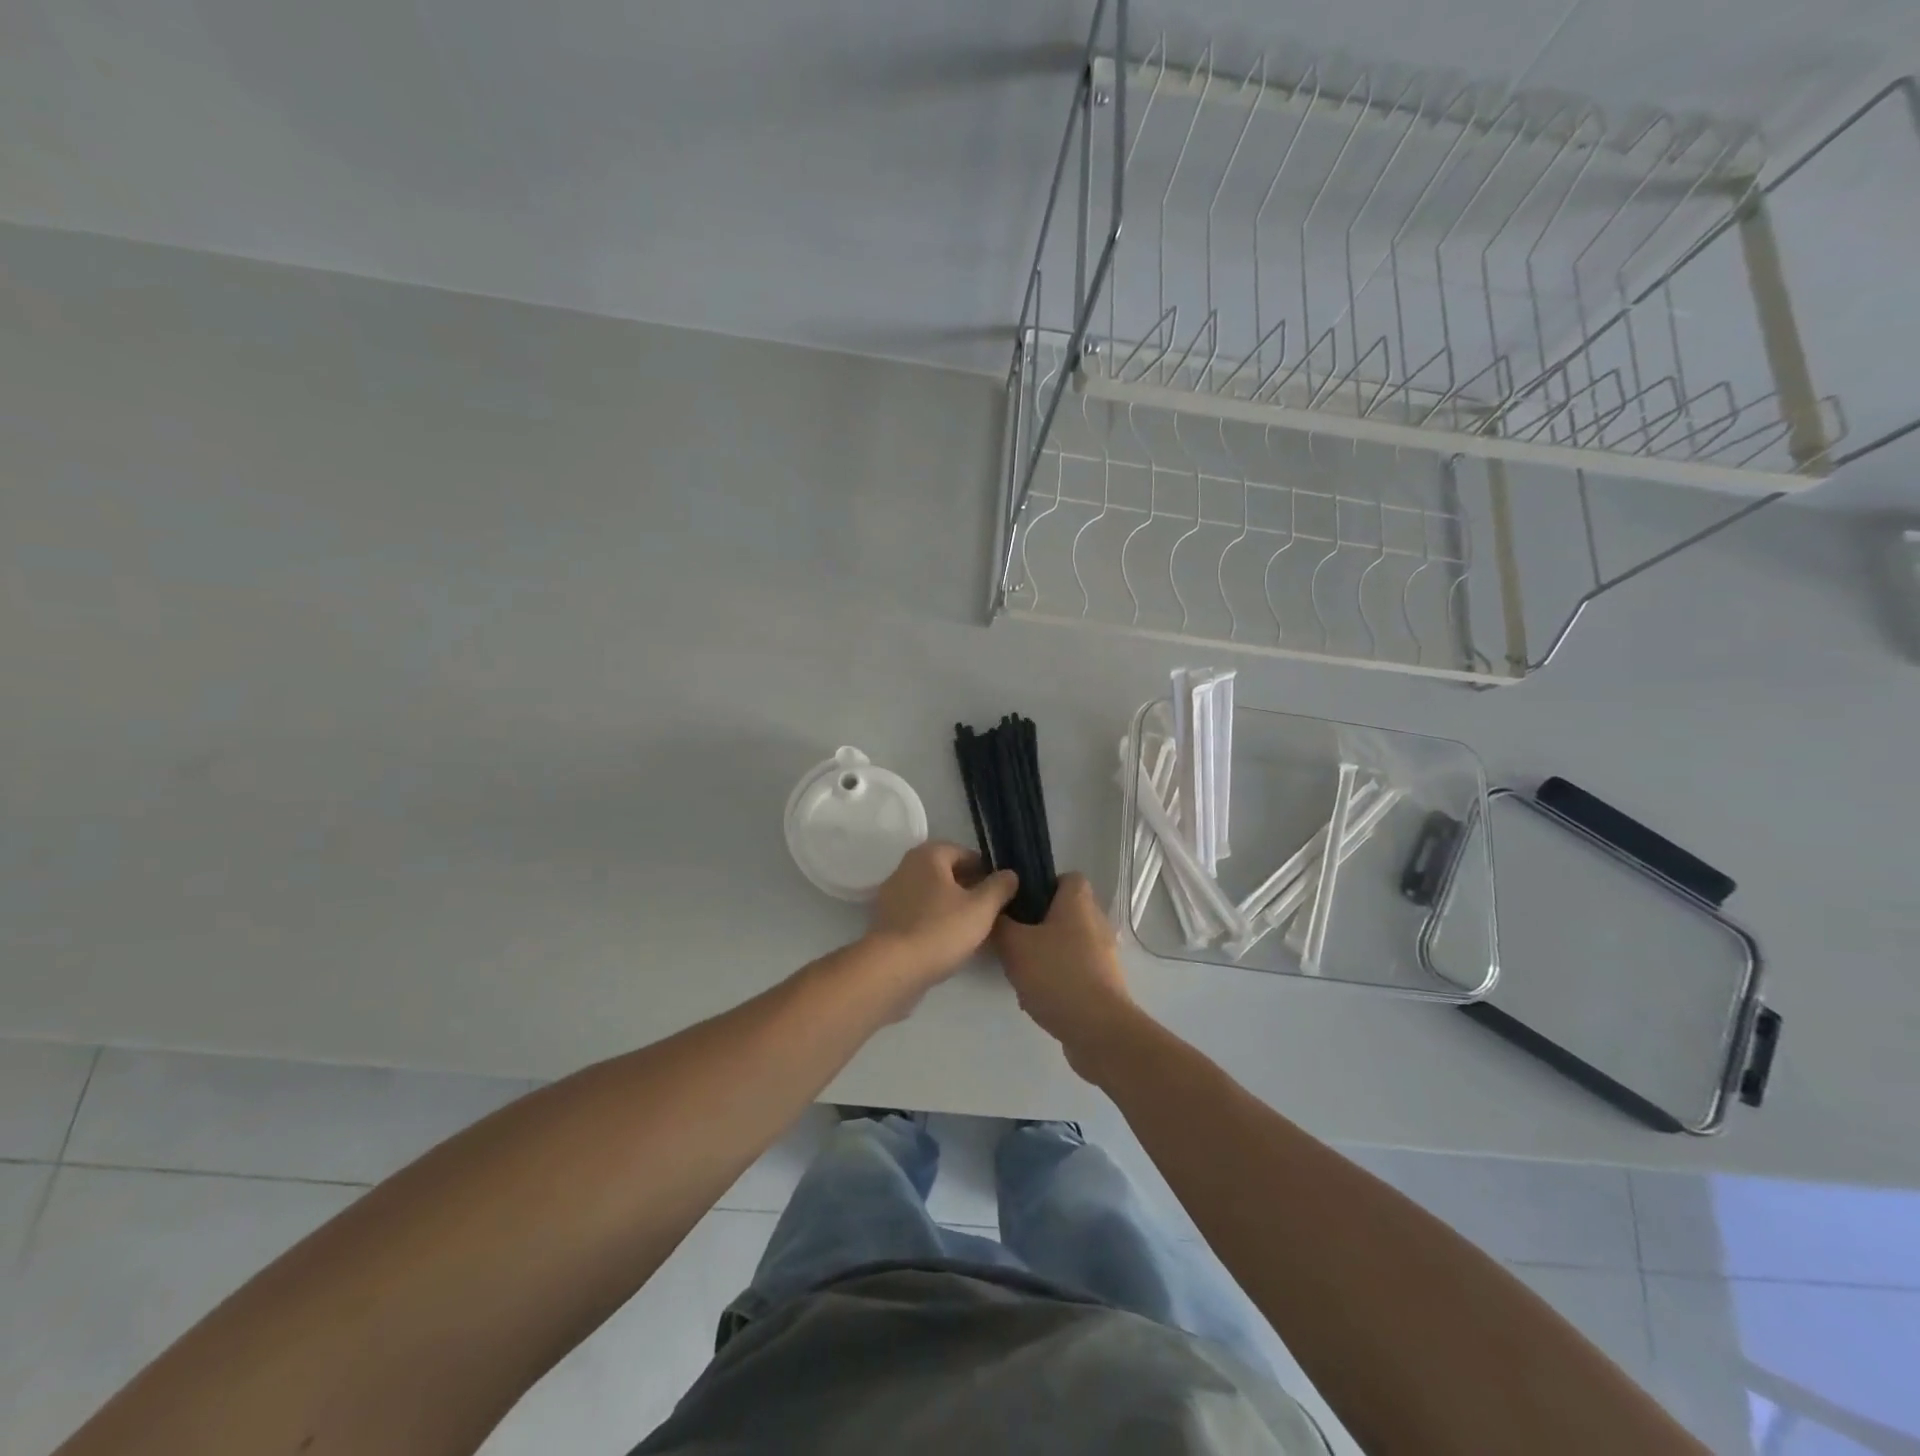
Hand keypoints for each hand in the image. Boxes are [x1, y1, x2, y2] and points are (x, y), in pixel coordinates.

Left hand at [864, 841, 1018, 992]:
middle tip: (990, 908)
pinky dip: (934, 919)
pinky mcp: (886, 920)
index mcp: (928, 855)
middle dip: (968, 886)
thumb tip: (1010, 874)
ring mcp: (892, 894)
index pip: (963, 852)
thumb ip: (999, 887)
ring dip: (951, 904)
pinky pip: (918, 912)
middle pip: (945, 872)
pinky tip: (948, 939)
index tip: (1001, 889)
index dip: (985, 869)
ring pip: (931, 893)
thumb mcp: (981, 908)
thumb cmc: (940, 930)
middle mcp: (906, 867)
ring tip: (972, 926)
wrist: (893, 968)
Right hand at [992, 873, 1137, 1076]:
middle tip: (1013, 936)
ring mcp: (1104, 956)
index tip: (1020, 900)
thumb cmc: (1056, 974)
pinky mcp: (1104, 984)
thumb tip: (996, 912)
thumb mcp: (1014, 945)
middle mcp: (1096, 923)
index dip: (1044, 884)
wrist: (1098, 1030)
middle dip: (1039, 923)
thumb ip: (1000, 924)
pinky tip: (1036, 996)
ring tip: (1020, 970)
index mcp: (1078, 903)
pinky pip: (1075, 971)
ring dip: (1046, 954)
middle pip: (1065, 912)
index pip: (1068, 877)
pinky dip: (1057, 978)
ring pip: (1068, 944)